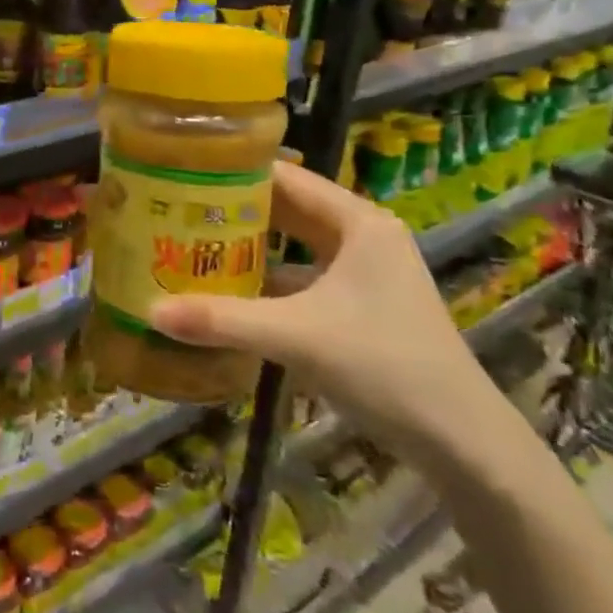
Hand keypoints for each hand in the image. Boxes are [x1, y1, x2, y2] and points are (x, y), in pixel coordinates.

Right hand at [151, 162, 513, 475]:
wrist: (462, 442)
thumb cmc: (385, 367)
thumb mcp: (297, 337)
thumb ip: (222, 320)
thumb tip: (150, 310)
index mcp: (357, 221)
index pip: (284, 175)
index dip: (232, 170)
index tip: (180, 170)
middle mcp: (361, 235)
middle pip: (285, 207)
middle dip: (232, 208)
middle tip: (173, 207)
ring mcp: (362, 271)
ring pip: (291, 243)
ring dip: (247, 244)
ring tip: (188, 241)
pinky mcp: (358, 303)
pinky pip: (299, 275)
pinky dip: (264, 278)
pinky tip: (225, 288)